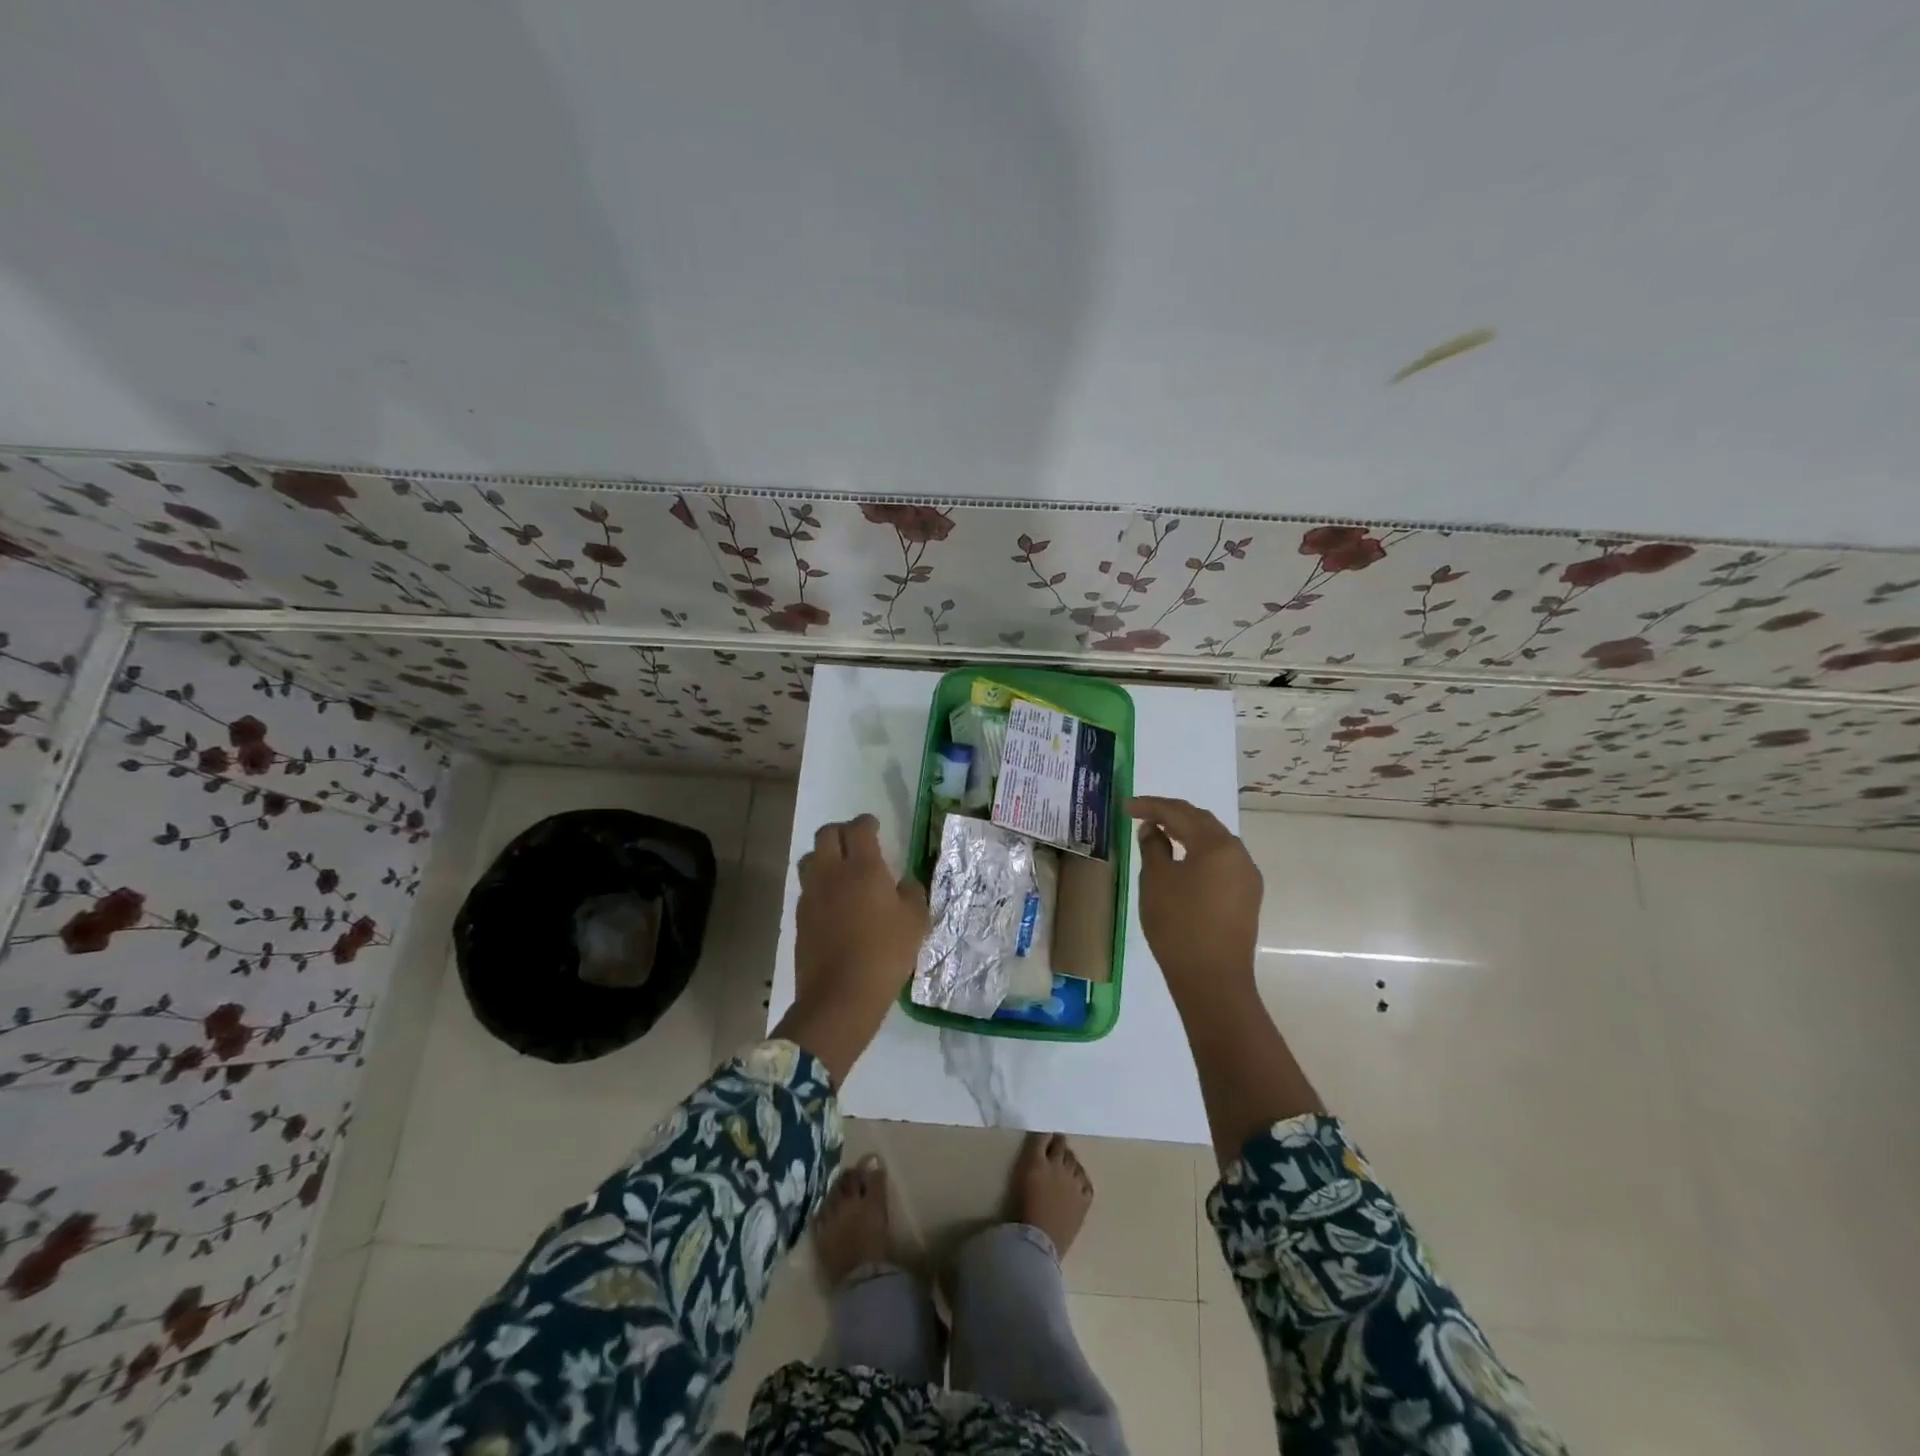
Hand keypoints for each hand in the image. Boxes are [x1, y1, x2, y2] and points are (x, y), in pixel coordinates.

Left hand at [775, 813, 928, 1082]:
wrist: (840, 996)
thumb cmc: (885, 954)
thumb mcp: (916, 922)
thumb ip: (913, 894)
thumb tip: (904, 883)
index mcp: (864, 867)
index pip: (859, 828)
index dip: (867, 822)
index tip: (875, 826)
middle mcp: (832, 873)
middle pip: (827, 835)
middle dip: (842, 832)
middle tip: (857, 842)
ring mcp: (812, 894)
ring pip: (810, 858)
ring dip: (824, 856)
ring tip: (841, 869)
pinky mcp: (800, 917)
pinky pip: (807, 887)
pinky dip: (819, 884)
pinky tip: (833, 901)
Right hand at [1126, 796, 1262, 1000]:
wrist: (1213, 979)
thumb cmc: (1178, 925)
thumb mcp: (1156, 881)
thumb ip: (1153, 847)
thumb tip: (1153, 829)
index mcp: (1216, 845)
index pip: (1179, 813)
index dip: (1151, 806)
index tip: (1127, 806)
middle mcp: (1238, 853)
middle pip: (1202, 821)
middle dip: (1172, 814)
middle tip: (1143, 815)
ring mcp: (1247, 875)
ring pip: (1215, 841)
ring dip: (1188, 832)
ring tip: (1161, 834)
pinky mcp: (1247, 895)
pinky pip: (1222, 861)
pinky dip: (1200, 852)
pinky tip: (1183, 860)